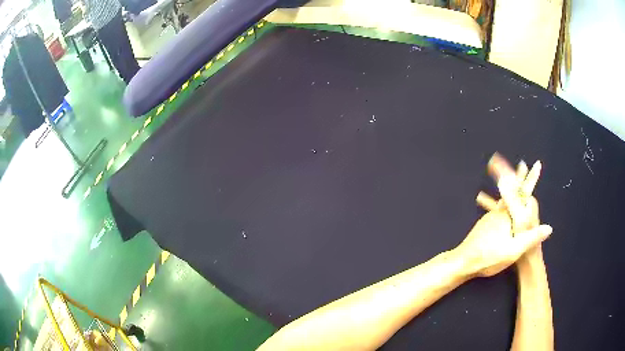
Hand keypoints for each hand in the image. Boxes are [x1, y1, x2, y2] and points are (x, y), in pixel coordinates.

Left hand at [455, 154, 551, 276]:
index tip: (535, 164)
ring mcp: (490, 217)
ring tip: (515, 184)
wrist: (461, 262)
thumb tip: (549, 227)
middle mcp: (499, 212)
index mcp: (508, 215)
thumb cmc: (488, 257)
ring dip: (512, 190)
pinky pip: (498, 210)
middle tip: (522, 164)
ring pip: (505, 200)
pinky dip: (504, 204)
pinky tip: (503, 209)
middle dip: (520, 178)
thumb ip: (531, 238)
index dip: (531, 179)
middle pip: (513, 191)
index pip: (523, 192)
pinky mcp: (485, 225)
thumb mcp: (513, 251)